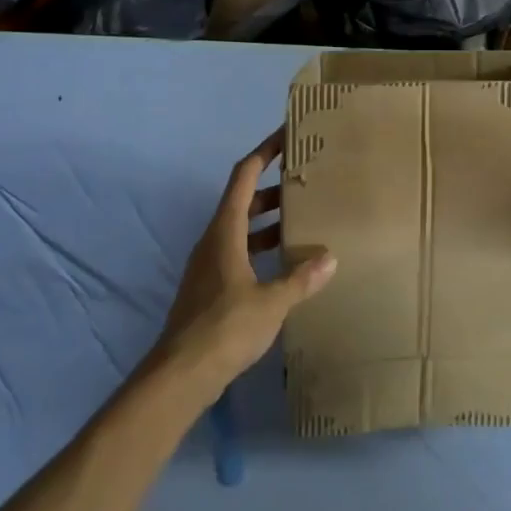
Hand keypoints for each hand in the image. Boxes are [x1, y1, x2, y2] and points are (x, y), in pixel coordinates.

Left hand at [152, 126, 336, 402]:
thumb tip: (330, 257)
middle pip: (243, 200)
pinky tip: (285, 263)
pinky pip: (240, 252)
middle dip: (273, 188)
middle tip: (306, 181)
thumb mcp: (271, 302)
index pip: (244, 176)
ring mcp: (209, 265)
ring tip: (303, 219)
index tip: (286, 135)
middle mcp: (214, 240)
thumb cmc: (225, 327)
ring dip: (269, 221)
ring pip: (242, 228)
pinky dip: (262, 247)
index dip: (264, 152)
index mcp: (225, 231)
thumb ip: (301, 278)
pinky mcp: (210, 288)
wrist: (180, 375)